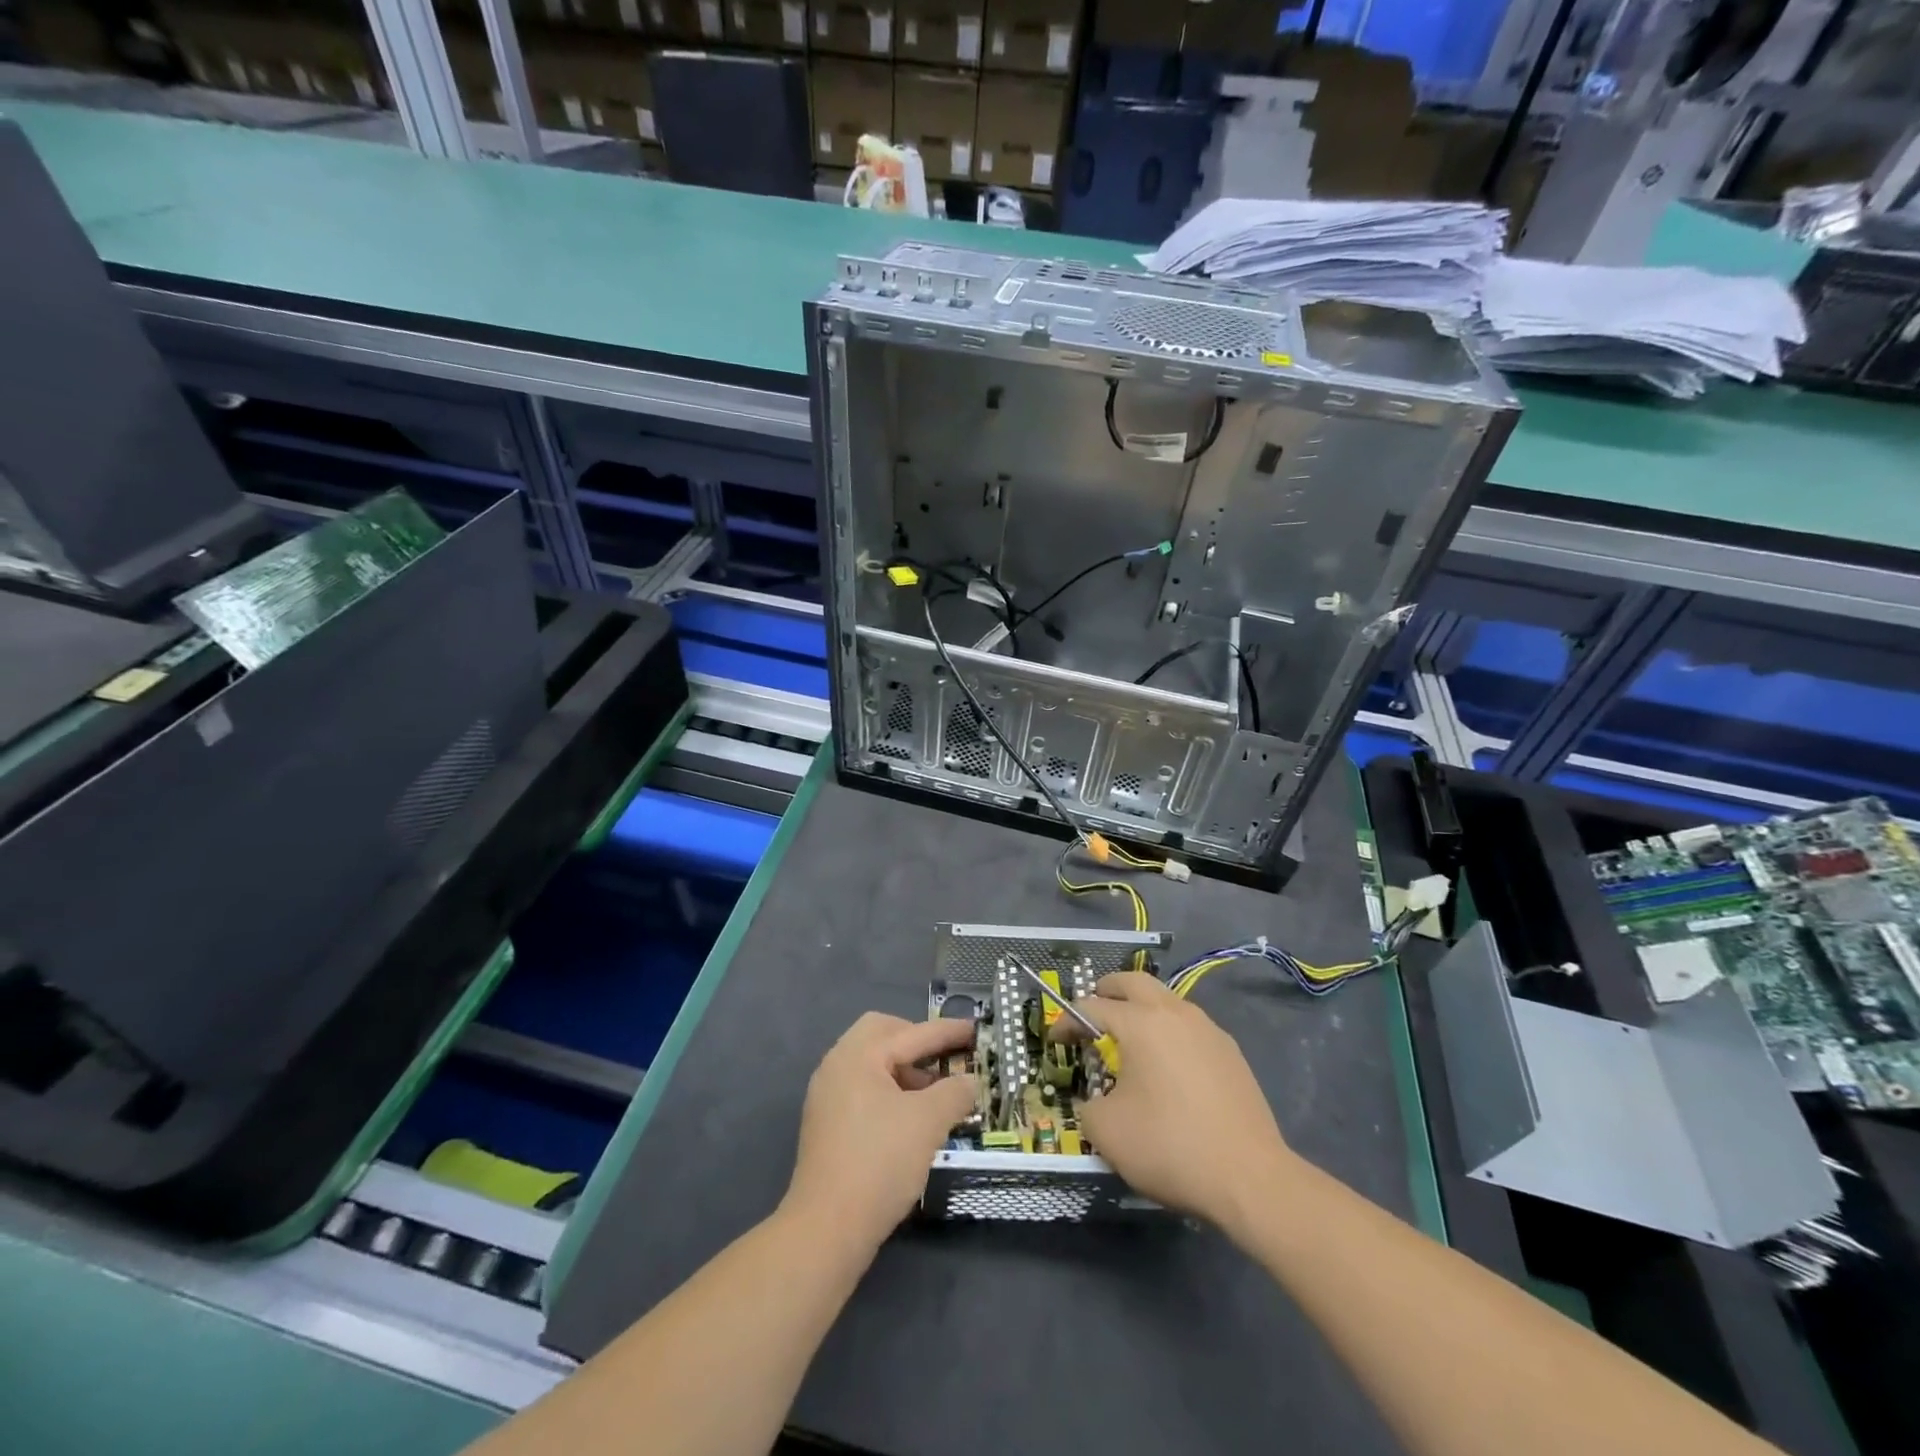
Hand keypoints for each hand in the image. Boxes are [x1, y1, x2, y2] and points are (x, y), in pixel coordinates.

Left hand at [783, 1012, 976, 1255]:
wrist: (827, 1228)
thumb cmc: (880, 1162)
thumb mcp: (928, 1122)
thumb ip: (954, 1093)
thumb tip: (969, 1081)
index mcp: (858, 1055)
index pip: (911, 1034)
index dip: (947, 1031)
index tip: (974, 1029)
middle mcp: (836, 1066)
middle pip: (881, 1034)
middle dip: (915, 1041)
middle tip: (943, 1058)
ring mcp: (826, 1096)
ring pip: (871, 1064)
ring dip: (903, 1069)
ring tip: (932, 1094)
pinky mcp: (825, 1125)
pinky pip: (862, 1088)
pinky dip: (888, 1091)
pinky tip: (909, 1118)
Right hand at [1054, 973, 1300, 1235]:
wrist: (1250, 1177)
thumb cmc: (1170, 1146)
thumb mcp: (1107, 1132)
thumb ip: (1087, 1106)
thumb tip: (1093, 1101)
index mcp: (1140, 1022)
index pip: (1092, 1007)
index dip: (1067, 1021)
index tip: (1056, 1040)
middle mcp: (1174, 1013)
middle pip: (1133, 982)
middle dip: (1107, 990)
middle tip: (1092, 1010)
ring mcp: (1208, 1029)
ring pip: (1166, 1000)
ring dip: (1142, 1008)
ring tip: (1129, 1037)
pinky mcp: (1230, 1052)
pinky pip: (1190, 1026)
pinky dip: (1169, 1031)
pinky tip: (1167, 1064)